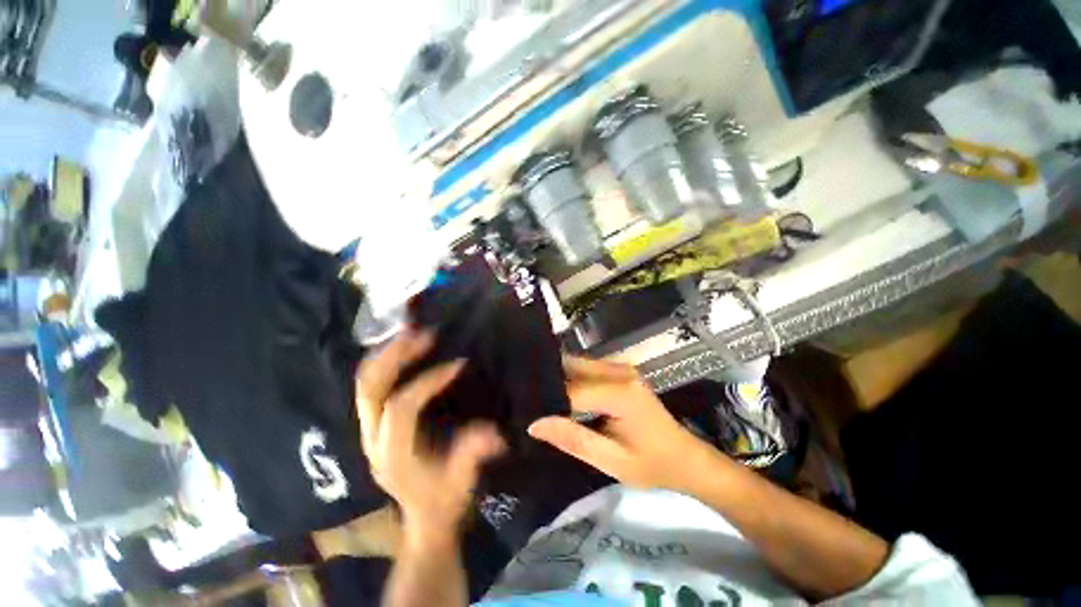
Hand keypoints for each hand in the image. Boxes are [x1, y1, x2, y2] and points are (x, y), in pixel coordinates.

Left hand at [356, 329, 505, 546]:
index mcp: (394, 454)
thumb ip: (473, 455)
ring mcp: (368, 430)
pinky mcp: (373, 423)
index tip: (458, 364)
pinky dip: (385, 361)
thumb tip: (494, 432)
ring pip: (365, 383)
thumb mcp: (463, 481)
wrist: (424, 519)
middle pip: (371, 388)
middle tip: (424, 333)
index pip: (401, 407)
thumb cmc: (445, 499)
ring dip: (388, 353)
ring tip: (412, 330)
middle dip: (396, 356)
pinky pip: (371, 385)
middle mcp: (373, 439)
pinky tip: (403, 346)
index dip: (428, 381)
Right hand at [528, 357, 721, 492]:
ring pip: (578, 365)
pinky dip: (572, 379)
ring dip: (559, 378)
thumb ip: (572, 439)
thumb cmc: (652, 465)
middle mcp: (619, 371)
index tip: (523, 408)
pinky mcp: (620, 371)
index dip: (547, 399)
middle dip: (548, 380)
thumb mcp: (611, 460)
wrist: (686, 458)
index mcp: (620, 392)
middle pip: (573, 367)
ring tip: (536, 395)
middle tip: (524, 397)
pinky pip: (587, 369)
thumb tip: (534, 424)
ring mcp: (621, 368)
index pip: (571, 390)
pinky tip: (559, 393)